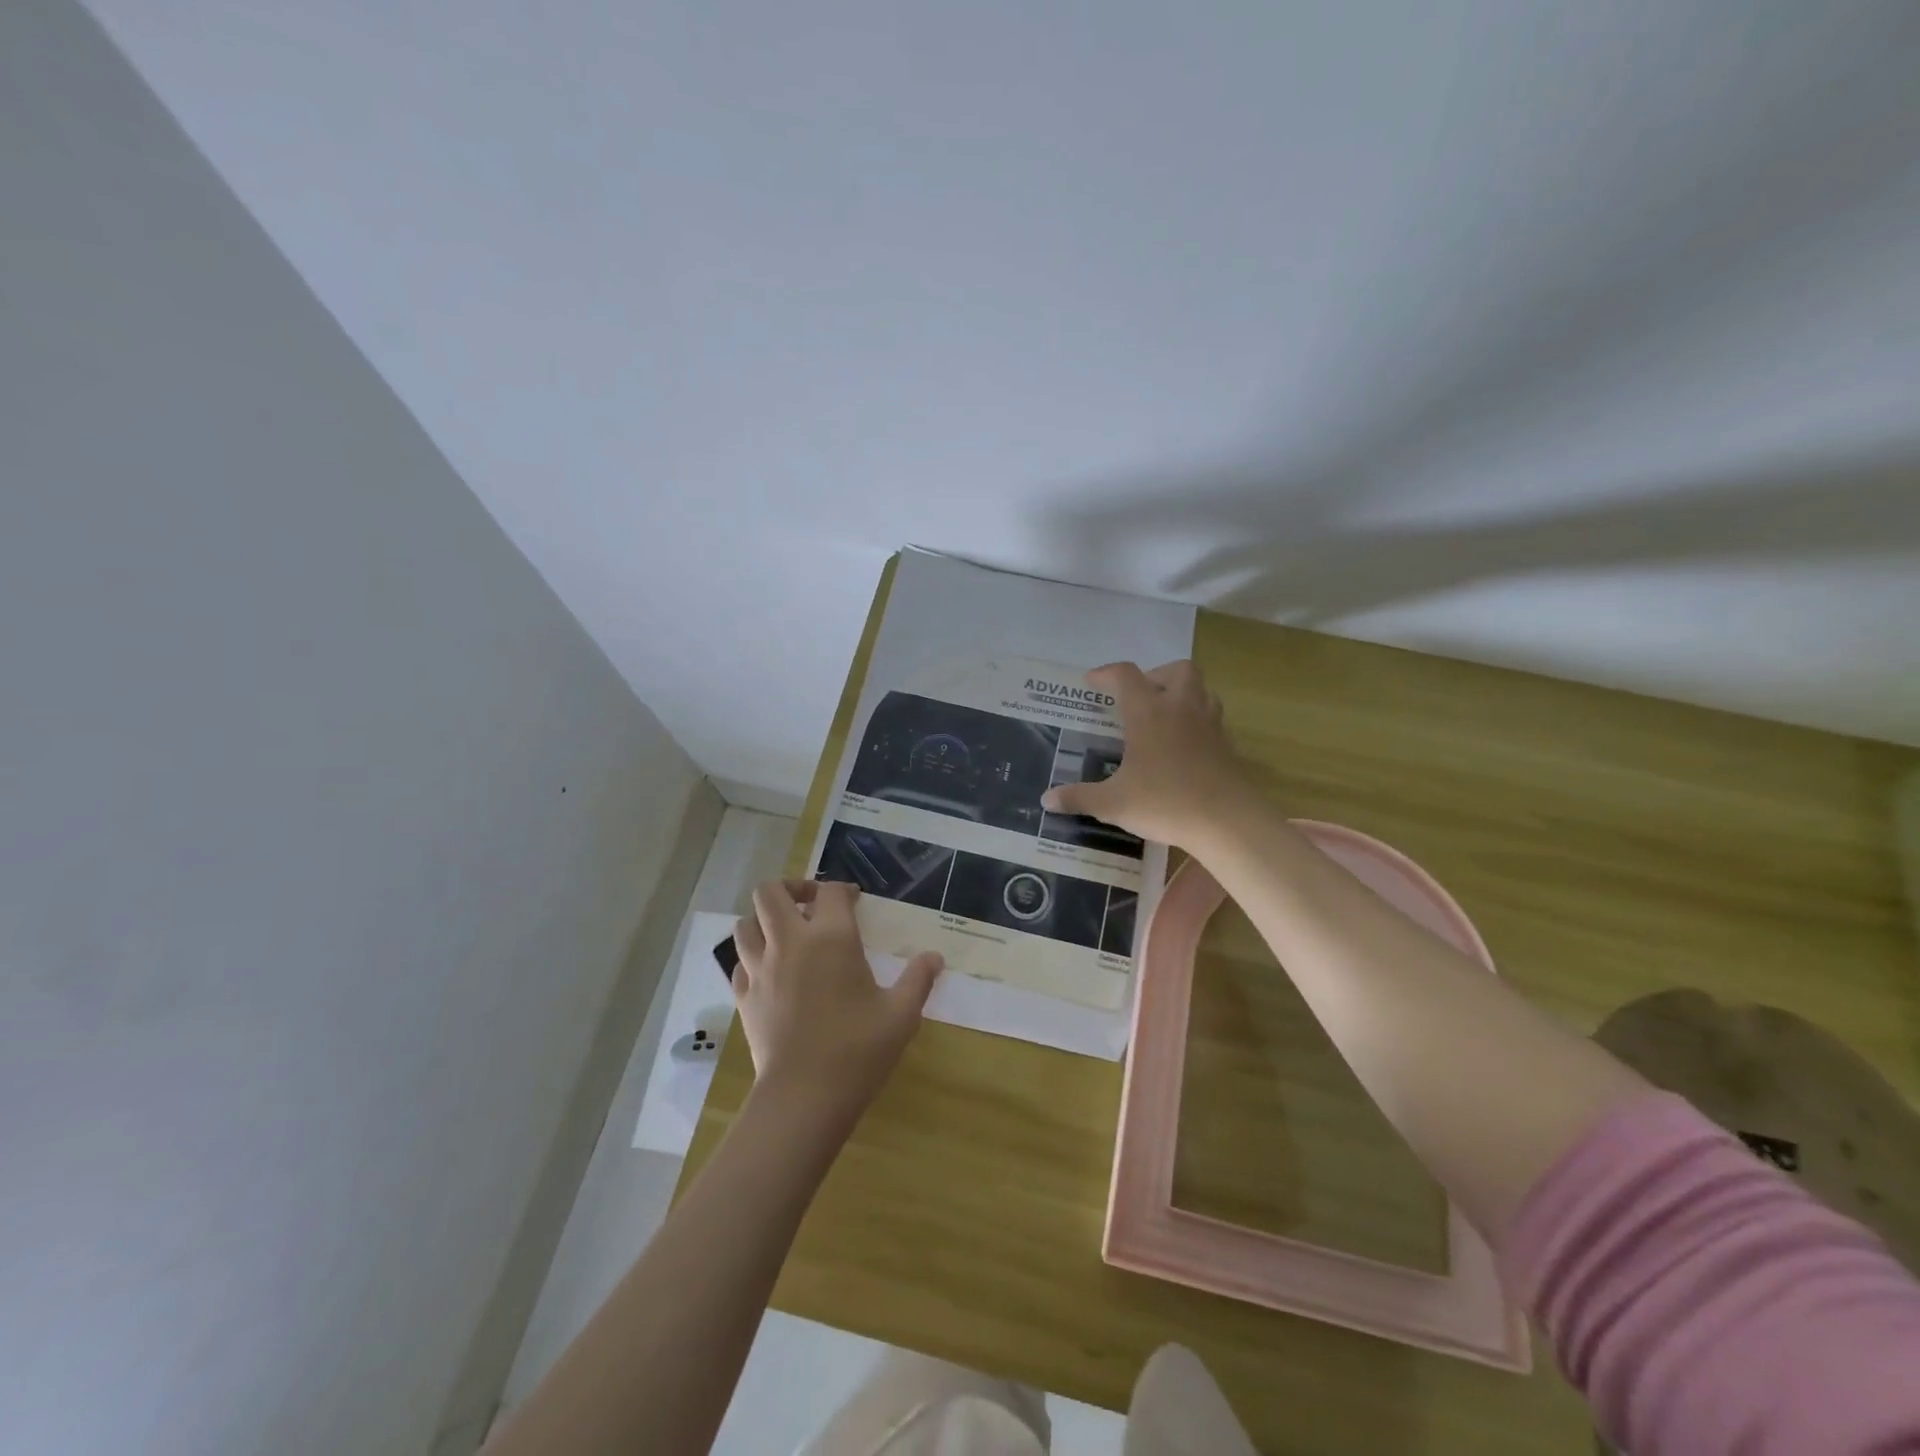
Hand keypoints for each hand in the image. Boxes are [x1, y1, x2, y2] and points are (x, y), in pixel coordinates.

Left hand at [731, 879, 942, 1125]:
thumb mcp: (901, 1014)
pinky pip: (740, 963)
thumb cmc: (858, 1050)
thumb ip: (918, 979)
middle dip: (790, 888)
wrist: (804, 1097)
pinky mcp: (745, 997)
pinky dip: (753, 958)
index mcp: (831, 938)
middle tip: (811, 904)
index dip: (843, 889)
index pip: (831, 892)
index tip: (855, 901)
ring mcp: (760, 970)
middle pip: (770, 892)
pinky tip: (772, 973)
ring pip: (745, 924)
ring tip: (786, 934)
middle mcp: (790, 943)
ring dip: (764, 920)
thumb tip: (935, 958)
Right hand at [1040, 660, 1249, 849]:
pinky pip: (1211, 718)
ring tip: (1163, 716)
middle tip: (1138, 698)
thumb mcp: (1113, 803)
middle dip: (1155, 675)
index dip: (1106, 674)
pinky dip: (1196, 721)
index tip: (1091, 683)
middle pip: (1176, 669)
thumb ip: (1079, 798)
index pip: (1125, 675)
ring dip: (1181, 693)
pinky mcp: (1226, 745)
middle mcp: (1181, 708)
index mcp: (1149, 712)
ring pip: (1201, 689)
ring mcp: (1209, 724)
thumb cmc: (1165, 803)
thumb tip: (1046, 800)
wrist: (1227, 822)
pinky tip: (1182, 747)